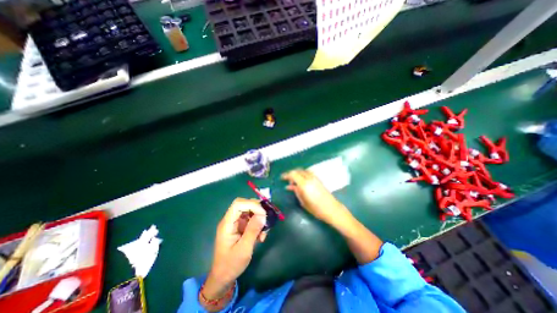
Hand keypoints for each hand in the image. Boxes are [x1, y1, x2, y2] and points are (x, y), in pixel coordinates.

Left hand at [203, 199, 266, 302]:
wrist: (223, 278)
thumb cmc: (231, 265)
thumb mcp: (244, 249)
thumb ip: (252, 230)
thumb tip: (262, 215)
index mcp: (227, 224)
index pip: (238, 204)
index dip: (252, 204)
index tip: (263, 214)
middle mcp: (231, 220)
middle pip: (244, 205)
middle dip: (257, 210)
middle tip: (266, 220)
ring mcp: (235, 223)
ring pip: (249, 211)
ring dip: (259, 219)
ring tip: (264, 232)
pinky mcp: (240, 227)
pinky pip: (251, 219)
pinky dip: (258, 225)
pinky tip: (261, 237)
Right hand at [281, 170, 348, 225]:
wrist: (332, 209)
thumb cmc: (316, 209)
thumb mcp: (303, 202)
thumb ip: (296, 191)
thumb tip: (289, 186)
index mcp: (304, 184)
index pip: (293, 174)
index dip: (286, 175)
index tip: (282, 178)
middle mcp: (309, 178)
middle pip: (298, 171)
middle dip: (291, 173)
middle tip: (287, 180)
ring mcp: (315, 178)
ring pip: (303, 171)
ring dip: (297, 173)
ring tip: (294, 180)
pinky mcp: (318, 179)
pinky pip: (308, 173)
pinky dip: (303, 174)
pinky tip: (302, 180)